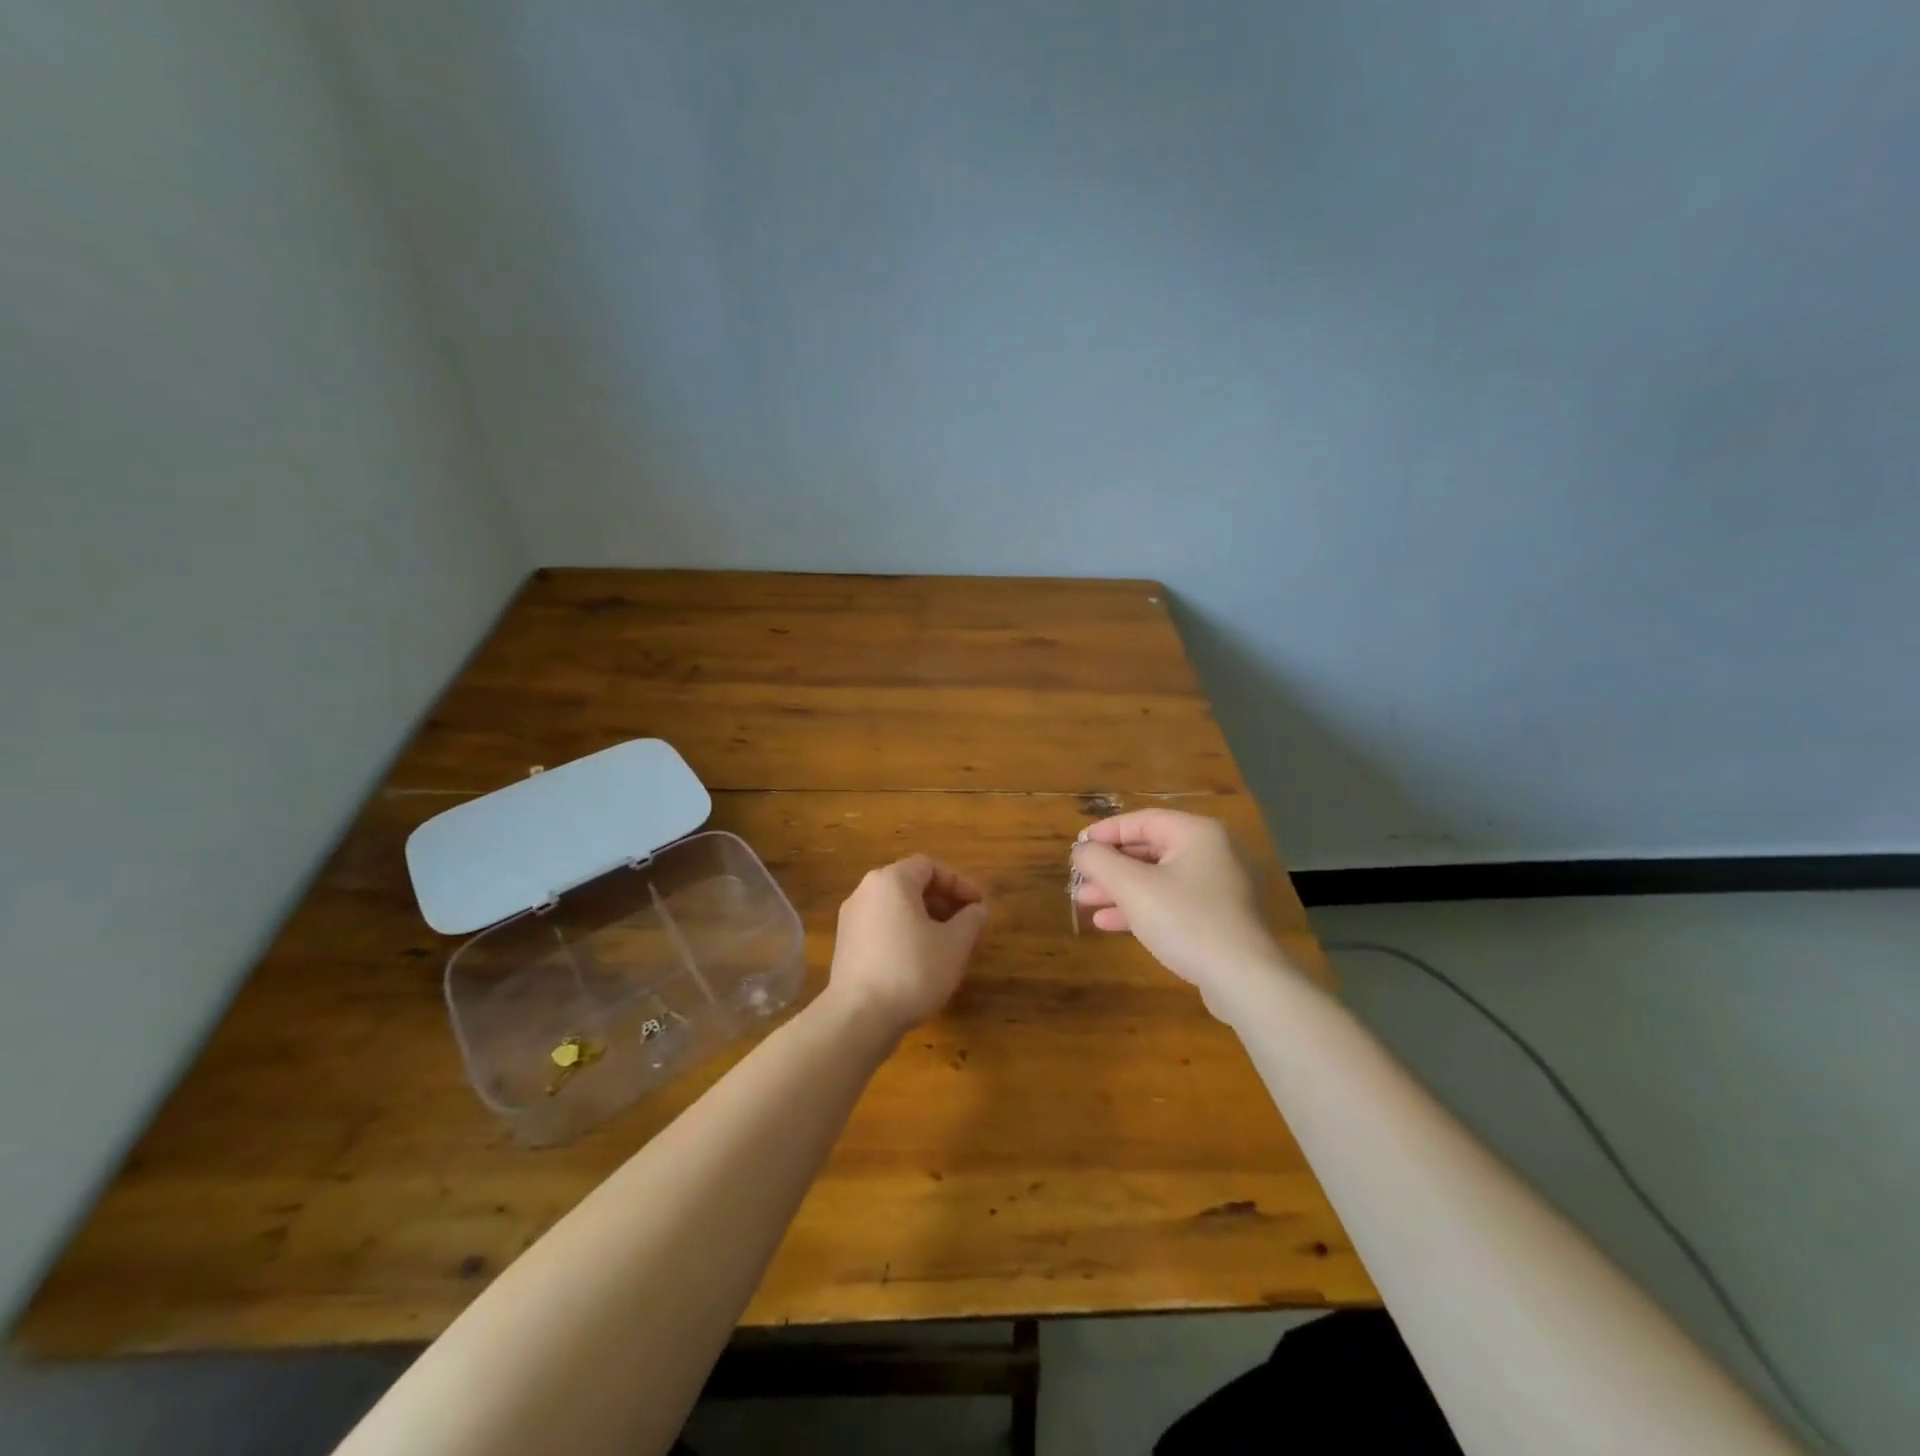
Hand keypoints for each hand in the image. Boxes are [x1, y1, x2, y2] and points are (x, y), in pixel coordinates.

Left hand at [827, 856, 989, 1035]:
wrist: (859, 1018)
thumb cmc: (913, 970)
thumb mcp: (955, 944)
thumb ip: (971, 920)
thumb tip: (978, 910)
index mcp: (891, 880)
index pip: (929, 867)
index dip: (959, 884)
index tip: (978, 907)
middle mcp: (865, 891)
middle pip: (911, 886)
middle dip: (944, 904)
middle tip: (967, 929)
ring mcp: (851, 919)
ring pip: (897, 910)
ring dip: (926, 922)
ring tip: (947, 949)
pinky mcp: (845, 946)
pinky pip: (882, 928)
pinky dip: (905, 936)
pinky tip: (920, 965)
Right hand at [1070, 810, 1295, 1005]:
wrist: (1244, 980)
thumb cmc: (1186, 921)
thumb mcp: (1133, 887)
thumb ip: (1100, 862)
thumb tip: (1081, 850)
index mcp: (1196, 833)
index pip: (1141, 820)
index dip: (1104, 833)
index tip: (1076, 849)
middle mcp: (1210, 852)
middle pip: (1148, 849)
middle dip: (1109, 866)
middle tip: (1078, 879)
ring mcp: (1215, 887)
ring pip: (1156, 879)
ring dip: (1119, 889)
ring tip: (1084, 902)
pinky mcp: (1215, 918)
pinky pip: (1169, 902)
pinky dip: (1140, 908)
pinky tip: (1109, 923)